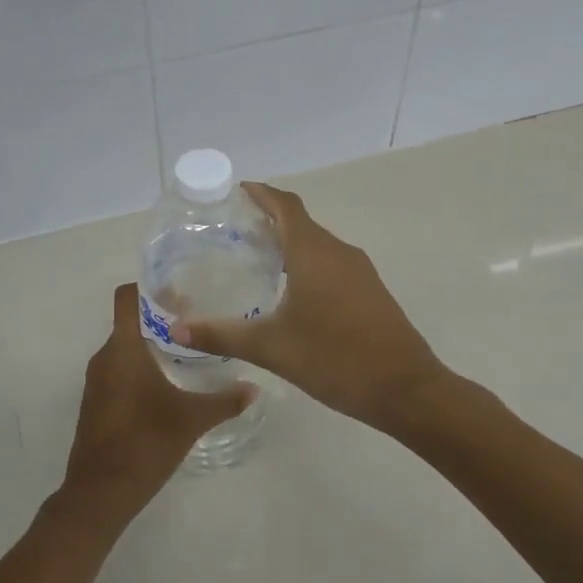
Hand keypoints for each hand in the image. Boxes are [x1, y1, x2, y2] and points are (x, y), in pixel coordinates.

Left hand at [60, 284, 255, 524]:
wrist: (100, 493)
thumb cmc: (145, 444)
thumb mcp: (191, 420)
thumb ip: (224, 400)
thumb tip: (253, 387)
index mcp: (123, 349)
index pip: (128, 297)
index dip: (150, 286)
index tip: (180, 287)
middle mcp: (105, 357)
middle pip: (130, 320)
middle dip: (160, 315)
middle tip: (197, 317)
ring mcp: (97, 380)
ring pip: (125, 345)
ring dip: (151, 341)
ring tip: (187, 348)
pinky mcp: (97, 401)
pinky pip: (119, 368)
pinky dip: (140, 364)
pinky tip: (167, 381)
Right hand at [171, 183, 444, 431]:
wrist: (406, 389)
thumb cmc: (335, 359)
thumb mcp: (272, 348)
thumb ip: (222, 335)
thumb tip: (176, 329)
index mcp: (313, 253)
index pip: (284, 205)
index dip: (260, 193)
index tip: (234, 192)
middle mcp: (338, 252)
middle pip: (300, 222)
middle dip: (267, 219)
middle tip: (231, 230)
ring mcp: (359, 271)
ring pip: (317, 244)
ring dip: (288, 243)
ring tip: (254, 258)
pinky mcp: (369, 292)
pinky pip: (331, 264)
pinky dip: (306, 263)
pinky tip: (289, 291)